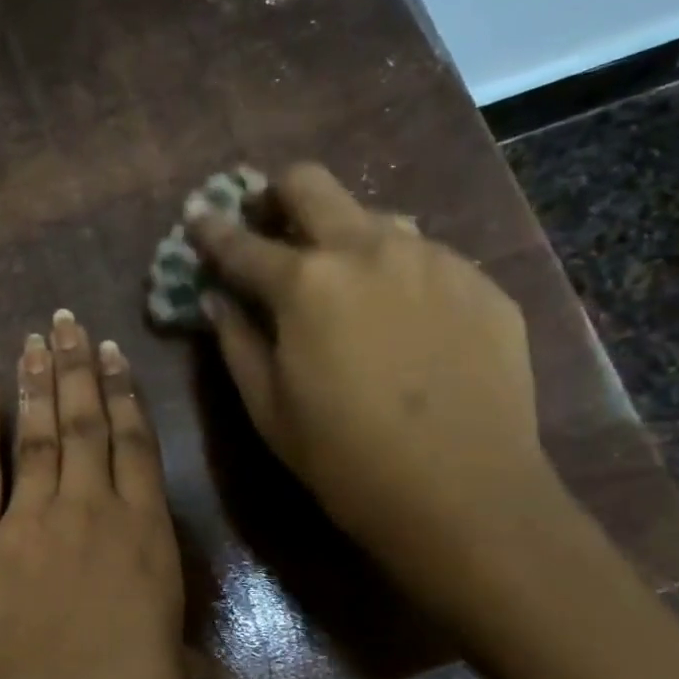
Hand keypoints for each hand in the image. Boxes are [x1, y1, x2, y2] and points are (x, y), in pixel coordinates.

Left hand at [0, 310, 191, 678]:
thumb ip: (173, 653)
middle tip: (67, 321)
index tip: (113, 354)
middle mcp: (90, 512)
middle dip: (77, 368)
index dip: (126, 396)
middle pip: (85, 423)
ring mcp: (29, 521)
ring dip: (36, 381)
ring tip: (34, 338)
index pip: (137, 447)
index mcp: (147, 537)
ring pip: (37, 432)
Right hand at [187, 163, 556, 584]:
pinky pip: (427, 258)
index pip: (240, 243)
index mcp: (304, 283)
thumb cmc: (344, 458)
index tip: (197, 218)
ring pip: (375, 217)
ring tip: (344, 282)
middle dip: (277, 194)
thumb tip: (216, 299)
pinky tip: (404, 322)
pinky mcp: (480, 284)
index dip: (211, 230)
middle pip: (311, 185)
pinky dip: (398, 274)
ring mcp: (433, 259)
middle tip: (268, 222)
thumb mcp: (268, 408)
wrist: (464, 494)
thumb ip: (236, 341)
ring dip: (344, 236)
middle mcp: (368, 249)